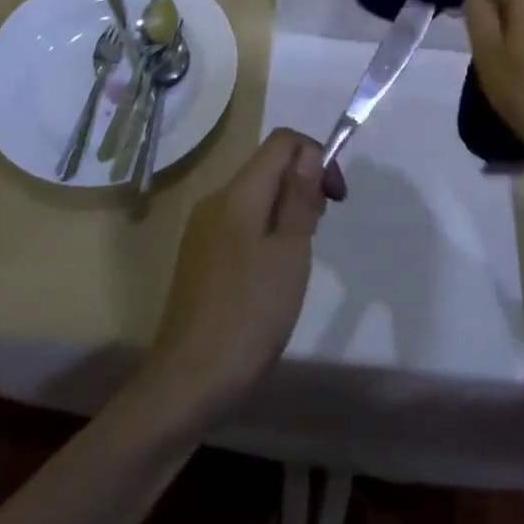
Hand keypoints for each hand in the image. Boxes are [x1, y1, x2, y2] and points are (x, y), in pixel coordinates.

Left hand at [141, 129, 340, 422]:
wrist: (187, 381)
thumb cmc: (249, 315)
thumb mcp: (289, 254)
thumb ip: (299, 198)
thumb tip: (308, 153)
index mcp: (238, 193)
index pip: (281, 142)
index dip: (315, 155)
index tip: (335, 198)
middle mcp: (216, 200)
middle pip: (267, 168)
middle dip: (303, 185)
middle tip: (320, 230)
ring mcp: (203, 230)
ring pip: (255, 198)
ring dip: (286, 212)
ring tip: (299, 259)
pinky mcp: (199, 258)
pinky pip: (240, 225)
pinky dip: (265, 234)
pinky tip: (271, 277)